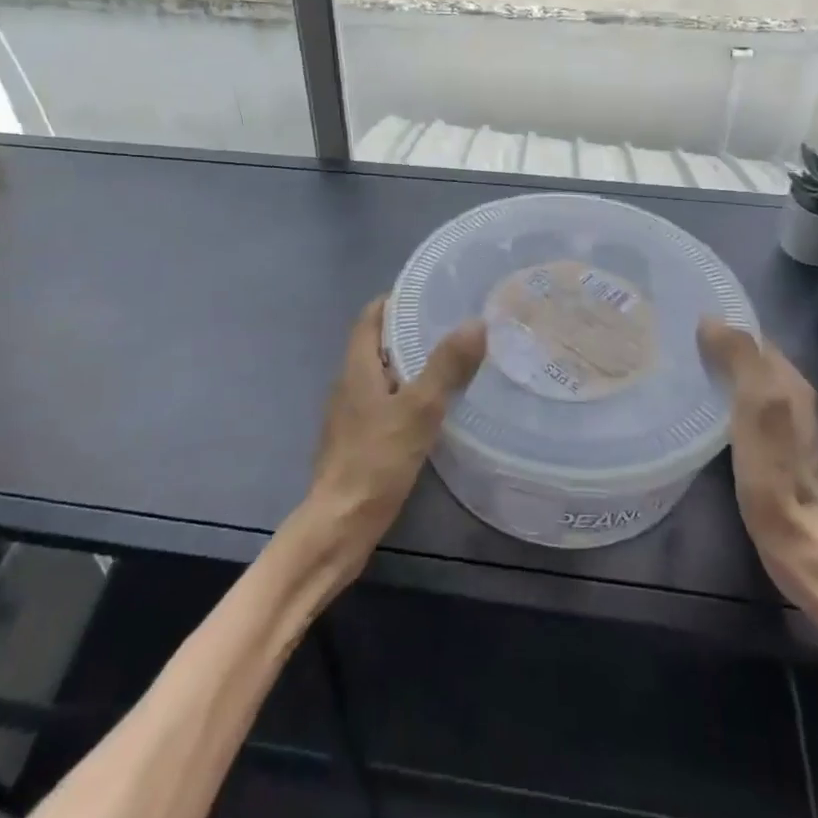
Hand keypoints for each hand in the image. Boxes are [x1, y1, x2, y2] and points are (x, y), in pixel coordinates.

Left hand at [301, 296, 485, 573]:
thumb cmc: (376, 460)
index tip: (430, 293)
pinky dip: (407, 394)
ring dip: (410, 364)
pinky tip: (434, 409)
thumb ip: (446, 366)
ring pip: (382, 375)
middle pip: (377, 344)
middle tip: (451, 325)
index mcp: (357, 367)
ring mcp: (351, 414)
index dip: (396, 300)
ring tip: (450, 361)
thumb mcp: (418, 409)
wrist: (340, 524)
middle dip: (409, 330)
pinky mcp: (359, 440)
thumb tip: (476, 322)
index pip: (371, 316)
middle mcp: (349, 384)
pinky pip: (384, 403)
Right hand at [697, 319, 817, 563]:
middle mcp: (789, 396)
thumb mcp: (757, 402)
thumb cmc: (773, 466)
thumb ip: (739, 357)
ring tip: (673, 367)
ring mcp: (779, 425)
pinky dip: (717, 398)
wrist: (793, 535)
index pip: (753, 336)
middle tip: (669, 342)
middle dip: (714, 346)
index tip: (681, 319)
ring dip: (714, 372)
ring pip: (741, 382)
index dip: (722, 324)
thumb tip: (709, 319)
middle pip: (747, 358)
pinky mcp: (765, 449)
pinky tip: (692, 406)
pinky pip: (736, 407)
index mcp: (790, 379)